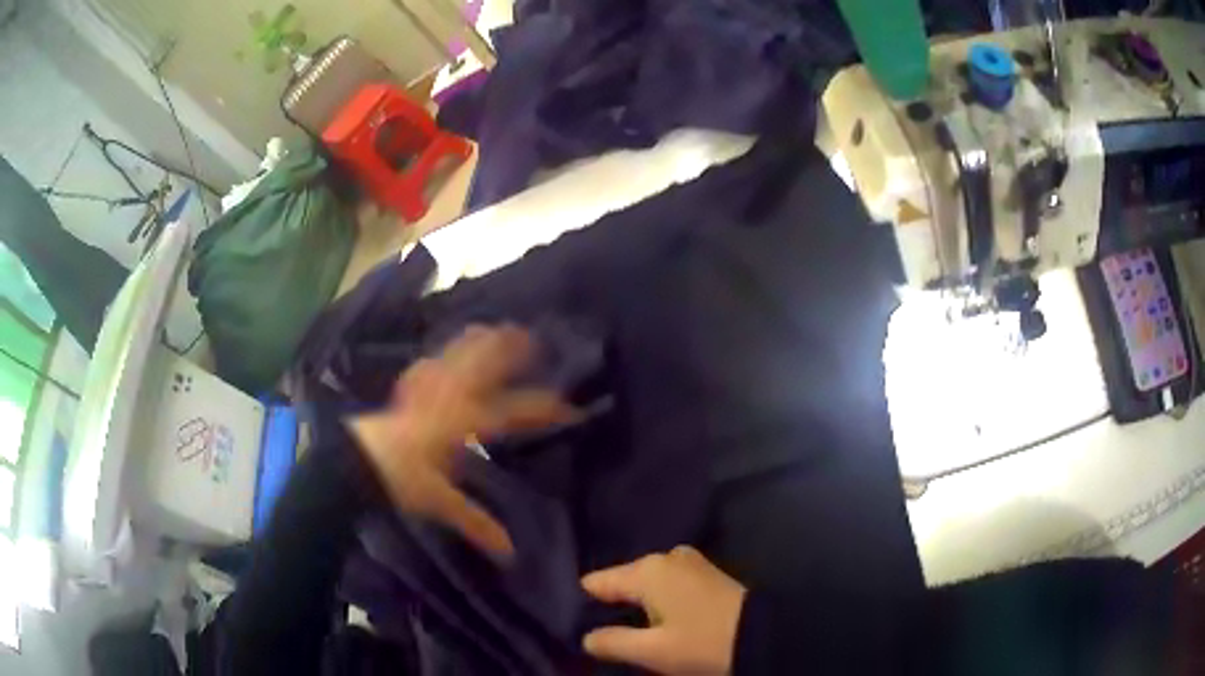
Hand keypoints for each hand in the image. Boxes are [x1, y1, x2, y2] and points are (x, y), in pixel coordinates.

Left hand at [349, 325, 576, 558]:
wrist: (360, 460)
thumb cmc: (404, 480)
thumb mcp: (442, 503)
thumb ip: (477, 521)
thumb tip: (511, 552)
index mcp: (467, 424)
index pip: (516, 414)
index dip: (546, 410)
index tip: (571, 409)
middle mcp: (452, 398)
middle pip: (487, 365)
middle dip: (511, 350)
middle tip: (532, 337)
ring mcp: (429, 387)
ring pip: (459, 354)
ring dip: (479, 341)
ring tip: (495, 328)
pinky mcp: (409, 388)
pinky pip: (431, 363)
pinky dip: (442, 355)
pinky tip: (441, 356)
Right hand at [582, 546, 746, 675]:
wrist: (764, 636)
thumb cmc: (703, 643)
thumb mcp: (652, 651)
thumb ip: (612, 642)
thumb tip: (586, 637)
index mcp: (647, 570)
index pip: (597, 582)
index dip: (583, 604)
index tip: (572, 624)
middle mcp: (665, 557)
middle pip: (623, 582)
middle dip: (612, 606)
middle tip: (601, 634)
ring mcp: (688, 562)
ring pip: (646, 584)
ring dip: (637, 606)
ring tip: (627, 632)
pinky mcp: (704, 573)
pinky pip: (666, 584)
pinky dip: (657, 601)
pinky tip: (656, 621)